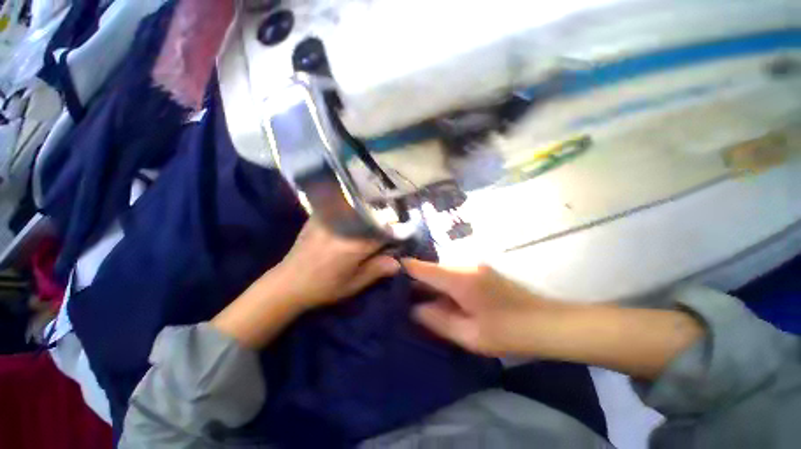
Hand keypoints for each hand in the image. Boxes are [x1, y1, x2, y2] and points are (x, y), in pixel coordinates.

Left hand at [271, 219, 400, 310]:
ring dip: (369, 212)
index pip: (384, 232)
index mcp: (355, 245)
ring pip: (358, 208)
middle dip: (383, 221)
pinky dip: (351, 208)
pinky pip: (340, 205)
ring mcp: (330, 219)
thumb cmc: (324, 287)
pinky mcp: (319, 216)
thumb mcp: (353, 284)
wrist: (288, 283)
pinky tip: (353, 214)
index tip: (397, 238)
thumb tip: (398, 262)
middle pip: (373, 216)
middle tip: (386, 229)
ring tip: (372, 219)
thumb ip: (377, 270)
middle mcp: (345, 227)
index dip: (394, 234)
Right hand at [404, 258, 703, 378]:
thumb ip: (437, 320)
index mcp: (459, 278)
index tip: (387, 270)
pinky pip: (454, 274)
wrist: (548, 323)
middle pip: (432, 267)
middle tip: (399, 292)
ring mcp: (474, 266)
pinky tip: (439, 297)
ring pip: (443, 270)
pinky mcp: (481, 271)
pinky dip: (443, 284)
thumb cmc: (508, 332)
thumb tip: (414, 309)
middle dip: (416, 279)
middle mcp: (465, 265)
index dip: (404, 268)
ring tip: (416, 297)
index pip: (423, 267)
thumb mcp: (468, 334)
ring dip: (430, 282)